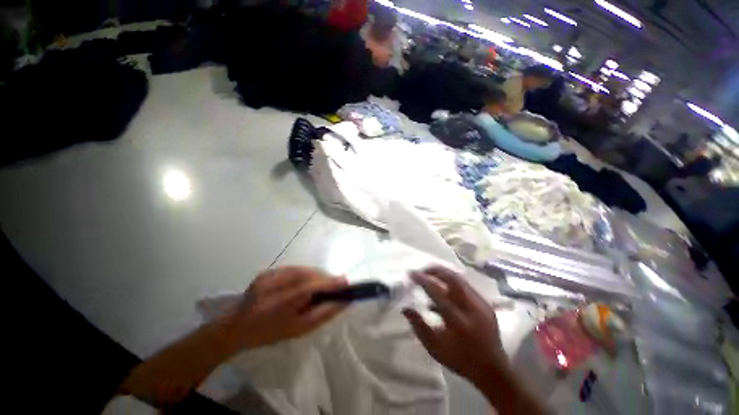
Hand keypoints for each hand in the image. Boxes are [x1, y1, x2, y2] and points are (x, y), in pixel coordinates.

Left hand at [118, 267, 347, 405]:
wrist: (236, 327)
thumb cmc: (269, 333)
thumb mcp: (299, 330)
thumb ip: (323, 314)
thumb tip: (344, 301)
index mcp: (279, 303)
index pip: (311, 286)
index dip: (331, 283)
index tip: (346, 283)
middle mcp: (274, 284)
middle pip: (309, 275)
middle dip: (325, 280)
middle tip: (334, 288)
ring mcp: (270, 275)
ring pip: (304, 270)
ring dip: (316, 277)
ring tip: (320, 288)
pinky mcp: (269, 271)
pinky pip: (295, 270)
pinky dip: (305, 275)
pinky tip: (305, 284)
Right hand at [402, 267, 508, 386]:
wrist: (493, 370)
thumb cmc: (460, 360)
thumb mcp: (435, 348)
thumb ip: (419, 327)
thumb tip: (405, 308)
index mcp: (458, 322)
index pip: (438, 293)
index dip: (423, 280)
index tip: (411, 273)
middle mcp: (472, 309)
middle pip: (453, 279)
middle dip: (435, 270)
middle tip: (422, 269)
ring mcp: (482, 304)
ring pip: (460, 279)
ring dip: (443, 273)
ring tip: (430, 273)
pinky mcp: (486, 303)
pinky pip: (466, 285)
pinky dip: (452, 281)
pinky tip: (444, 286)